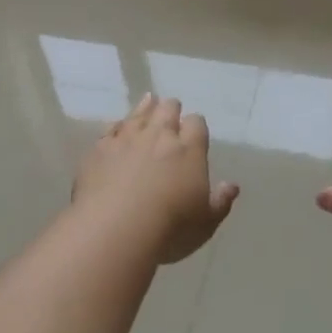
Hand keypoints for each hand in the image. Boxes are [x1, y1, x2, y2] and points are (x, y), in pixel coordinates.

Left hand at [73, 94, 239, 263]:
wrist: (116, 230)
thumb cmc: (170, 229)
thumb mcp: (205, 223)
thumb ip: (220, 201)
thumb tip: (231, 186)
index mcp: (189, 150)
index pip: (196, 124)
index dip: (195, 126)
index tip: (194, 132)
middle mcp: (159, 136)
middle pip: (167, 110)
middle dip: (171, 110)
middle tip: (171, 113)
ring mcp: (127, 139)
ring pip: (138, 113)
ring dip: (145, 107)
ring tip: (148, 101)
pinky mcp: (99, 149)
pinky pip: (110, 129)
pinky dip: (117, 126)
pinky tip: (117, 126)